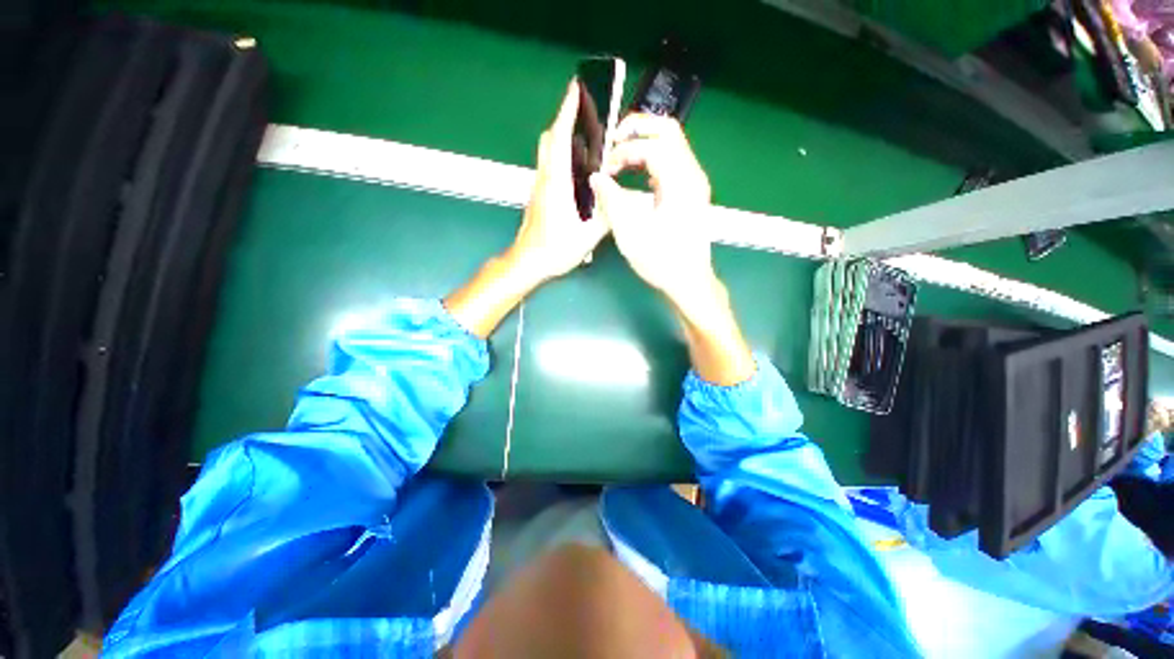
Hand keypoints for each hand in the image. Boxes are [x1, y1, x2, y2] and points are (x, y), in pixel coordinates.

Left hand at [507, 81, 608, 284]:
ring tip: (586, 138)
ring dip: (563, 137)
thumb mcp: (588, 235)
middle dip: (565, 120)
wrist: (528, 263)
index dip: (568, 110)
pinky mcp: (538, 195)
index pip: (561, 138)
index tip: (577, 88)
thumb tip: (617, 194)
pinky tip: (578, 169)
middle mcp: (545, 179)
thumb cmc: (555, 250)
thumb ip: (606, 214)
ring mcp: (539, 186)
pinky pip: (549, 166)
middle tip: (585, 113)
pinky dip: (562, 156)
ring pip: (548, 152)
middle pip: (550, 139)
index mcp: (556, 183)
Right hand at [588, 114, 714, 307]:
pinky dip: (651, 159)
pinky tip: (634, 173)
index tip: (605, 171)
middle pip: (668, 130)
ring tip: (619, 158)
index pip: (652, 146)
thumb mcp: (630, 233)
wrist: (689, 281)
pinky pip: (671, 160)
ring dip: (643, 143)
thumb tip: (596, 177)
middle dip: (637, 129)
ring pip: (671, 143)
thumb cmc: (661, 261)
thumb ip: (611, 200)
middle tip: (612, 142)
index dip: (624, 152)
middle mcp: (692, 175)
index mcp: (681, 183)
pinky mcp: (690, 191)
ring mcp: (694, 182)